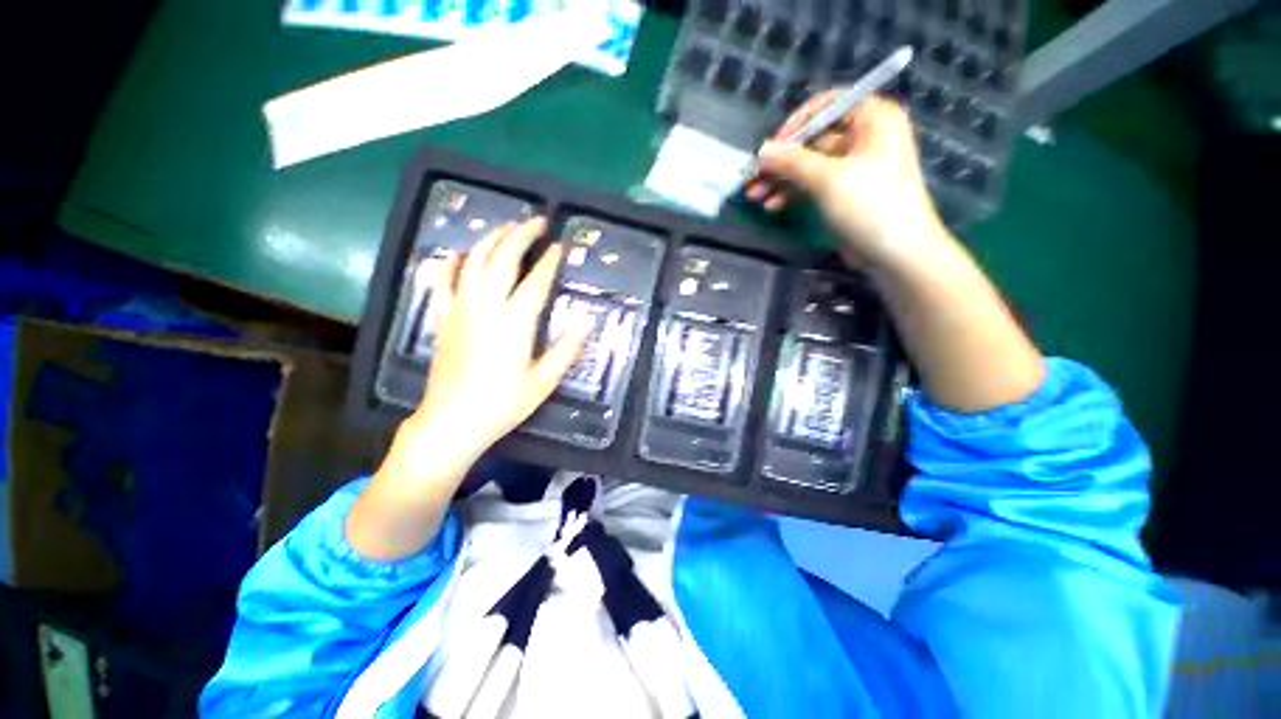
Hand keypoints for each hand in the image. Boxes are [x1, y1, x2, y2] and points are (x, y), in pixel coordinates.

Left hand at [348, 218, 590, 559]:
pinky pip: (444, 282)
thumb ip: (566, 350)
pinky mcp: (444, 318)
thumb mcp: (543, 381)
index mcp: (515, 322)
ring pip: (475, 262)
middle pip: (503, 259)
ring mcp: (461, 309)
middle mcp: (487, 307)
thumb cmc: (503, 403)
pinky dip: (452, 263)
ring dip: (492, 240)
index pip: (536, 281)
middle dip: (521, 235)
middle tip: (537, 221)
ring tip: (507, 227)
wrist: (452, 421)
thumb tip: (588, 322)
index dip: (550, 261)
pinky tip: (459, 253)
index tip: (560, 245)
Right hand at [745, 94, 948, 270]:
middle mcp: (864, 137)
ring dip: (781, 180)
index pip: (828, 106)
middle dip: (781, 160)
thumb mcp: (829, 179)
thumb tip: (762, 151)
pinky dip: (793, 194)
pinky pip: (813, 185)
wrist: (896, 253)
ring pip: (809, 165)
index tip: (771, 146)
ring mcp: (853, 167)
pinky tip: (772, 206)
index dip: (797, 124)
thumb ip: (793, 162)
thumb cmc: (870, 205)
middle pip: (813, 140)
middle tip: (753, 177)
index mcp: (872, 119)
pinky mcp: (844, 193)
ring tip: (754, 195)